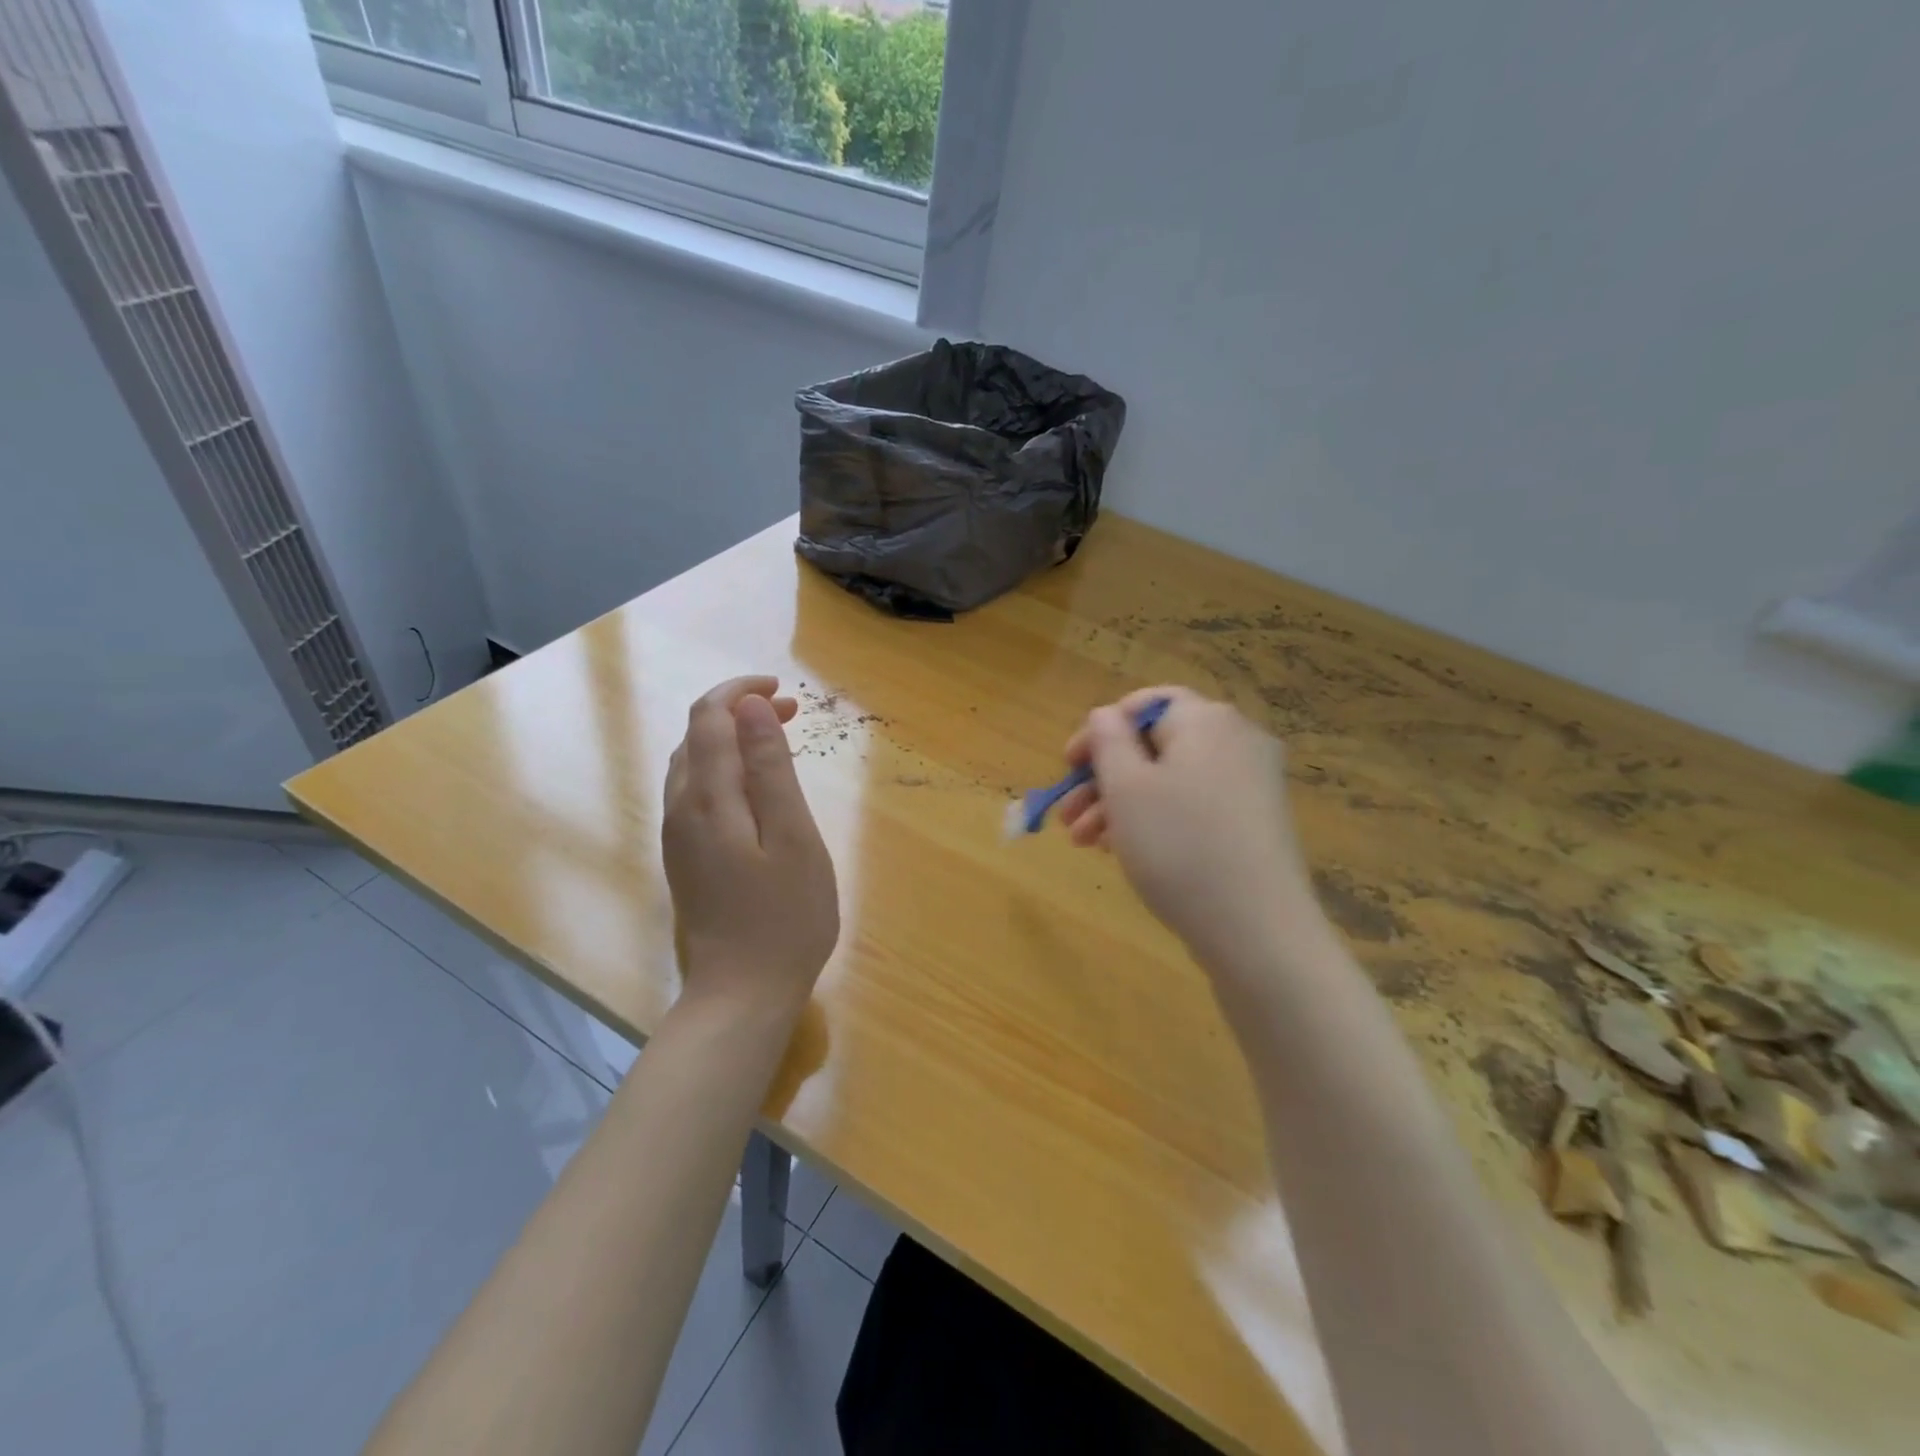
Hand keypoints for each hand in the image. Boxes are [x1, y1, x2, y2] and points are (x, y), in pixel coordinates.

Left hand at [662, 677, 838, 1021]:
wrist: (743, 992)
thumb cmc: (785, 916)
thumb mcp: (793, 836)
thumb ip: (770, 768)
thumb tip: (750, 707)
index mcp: (707, 798)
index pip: (709, 717)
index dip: (741, 692)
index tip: (784, 690)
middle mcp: (681, 809)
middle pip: (698, 736)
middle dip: (740, 711)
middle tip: (793, 712)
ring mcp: (678, 836)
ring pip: (694, 763)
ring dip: (731, 739)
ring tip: (778, 739)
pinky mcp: (685, 857)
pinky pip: (696, 791)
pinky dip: (725, 768)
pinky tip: (755, 786)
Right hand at [1058, 687, 1318, 969]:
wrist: (1257, 930)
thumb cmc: (1179, 847)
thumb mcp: (1126, 787)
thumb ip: (1107, 740)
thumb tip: (1105, 716)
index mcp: (1206, 721)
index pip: (1143, 704)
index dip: (1099, 730)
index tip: (1067, 766)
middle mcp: (1236, 741)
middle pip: (1154, 746)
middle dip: (1103, 778)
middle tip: (1067, 816)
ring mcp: (1251, 784)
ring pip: (1170, 780)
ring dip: (1121, 804)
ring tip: (1085, 843)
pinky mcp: (1254, 823)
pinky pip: (1193, 806)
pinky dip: (1156, 820)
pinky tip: (1124, 851)